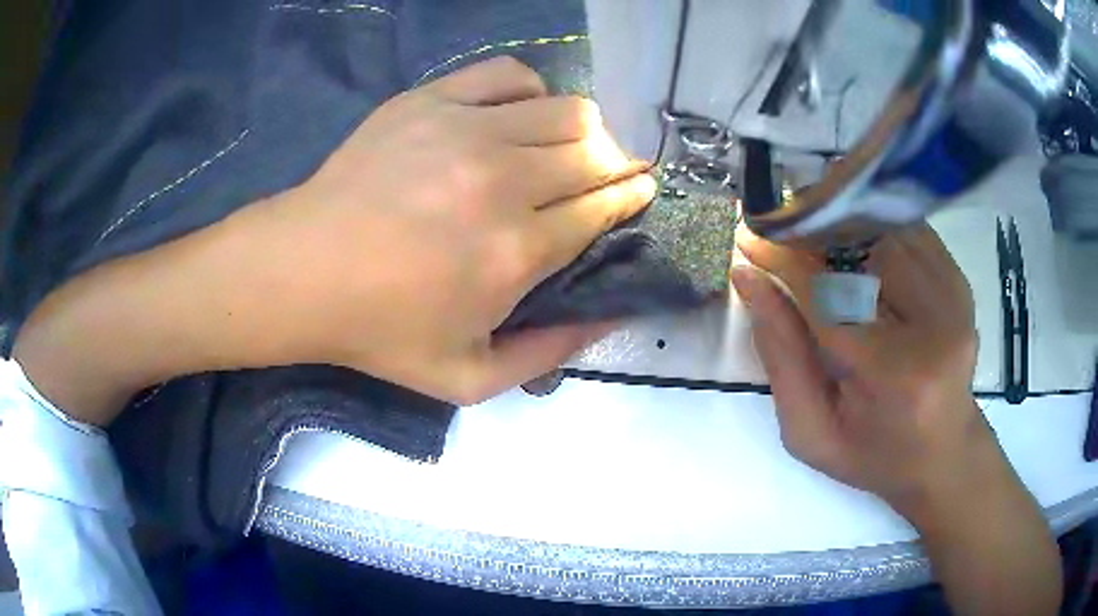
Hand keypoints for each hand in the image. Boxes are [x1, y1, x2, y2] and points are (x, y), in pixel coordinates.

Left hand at [246, 56, 652, 401]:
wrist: (302, 271)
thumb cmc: (380, 329)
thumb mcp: (467, 378)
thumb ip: (547, 354)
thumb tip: (608, 318)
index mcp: (518, 252)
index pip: (605, 206)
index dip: (632, 195)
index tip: (641, 190)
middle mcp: (505, 182)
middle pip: (596, 153)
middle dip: (617, 165)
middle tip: (607, 176)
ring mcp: (466, 130)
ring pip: (568, 109)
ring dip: (584, 130)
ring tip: (568, 148)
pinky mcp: (432, 100)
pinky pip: (511, 75)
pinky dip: (532, 91)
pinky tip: (518, 116)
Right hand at [732, 224, 986, 511]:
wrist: (942, 453)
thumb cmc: (872, 454)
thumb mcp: (810, 431)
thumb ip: (779, 357)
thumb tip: (749, 278)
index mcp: (893, 374)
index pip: (828, 294)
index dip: (783, 259)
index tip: (747, 236)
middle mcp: (934, 325)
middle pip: (862, 250)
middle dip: (812, 235)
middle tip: (778, 235)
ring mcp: (954, 297)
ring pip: (885, 232)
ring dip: (842, 229)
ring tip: (813, 241)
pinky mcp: (960, 282)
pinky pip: (908, 234)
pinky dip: (874, 231)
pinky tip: (854, 249)